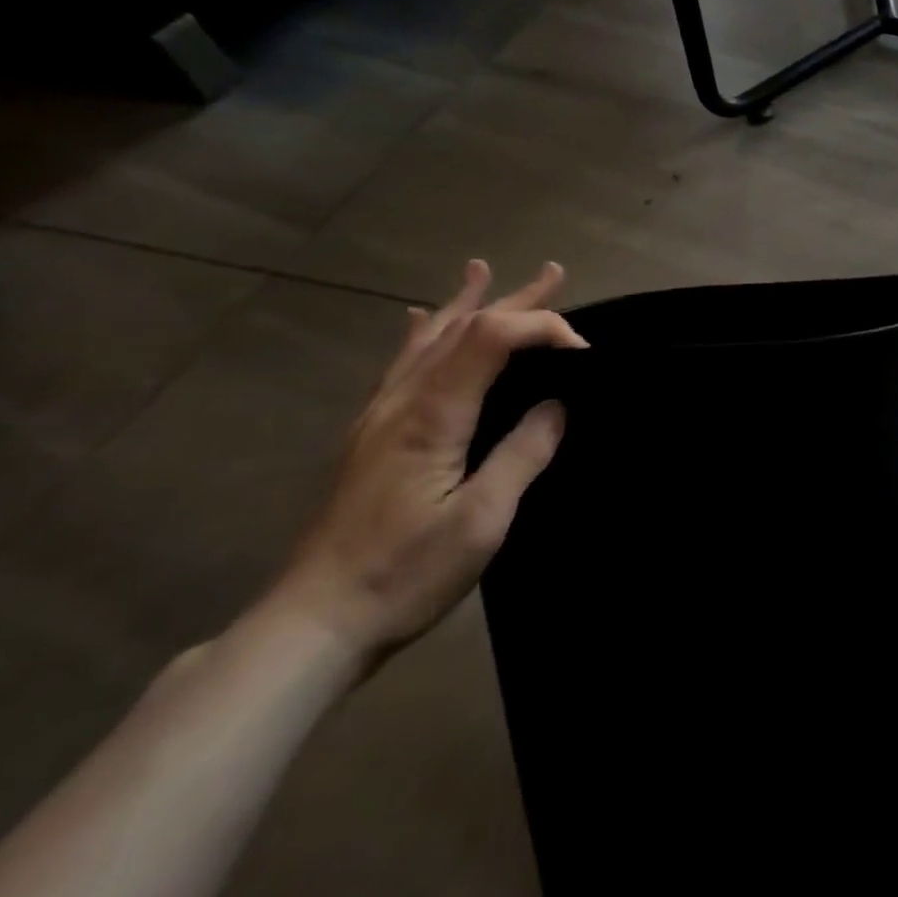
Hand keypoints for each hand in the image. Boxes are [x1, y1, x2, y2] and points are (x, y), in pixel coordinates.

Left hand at [271, 260, 587, 667]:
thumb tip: (557, 407)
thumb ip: (523, 455)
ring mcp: (379, 417)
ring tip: (481, 272)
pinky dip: (422, 335)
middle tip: (552, 272)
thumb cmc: (403, 574)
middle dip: (512, 299)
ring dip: (464, 304)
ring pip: (428, 341)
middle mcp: (401, 402)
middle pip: (461, 328)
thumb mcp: (481, 521)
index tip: (585, 353)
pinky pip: (401, 367)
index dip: (542, 327)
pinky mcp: (370, 437)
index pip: (491, 338)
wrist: (311, 625)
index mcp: (431, 415)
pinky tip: (418, 321)